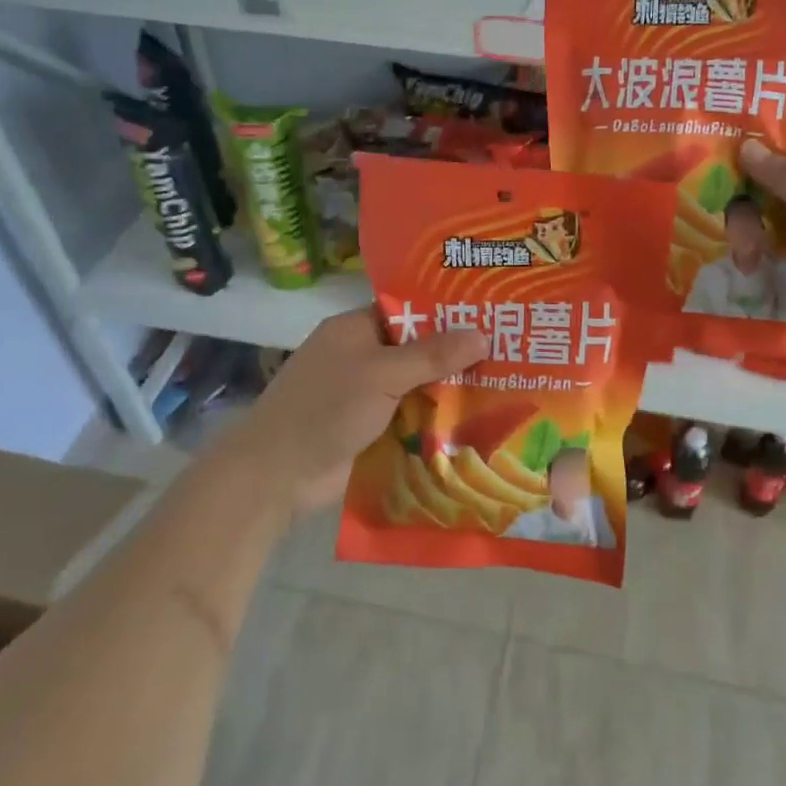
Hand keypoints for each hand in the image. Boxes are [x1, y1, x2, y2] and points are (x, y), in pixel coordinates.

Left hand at [226, 309, 487, 515]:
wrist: (276, 476)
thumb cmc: (325, 409)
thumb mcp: (381, 374)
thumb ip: (431, 355)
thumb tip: (482, 333)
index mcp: (356, 328)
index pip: (409, 309)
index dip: (447, 311)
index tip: (490, 313)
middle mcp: (361, 356)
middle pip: (416, 348)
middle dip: (456, 353)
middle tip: (509, 351)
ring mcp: (364, 394)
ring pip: (416, 384)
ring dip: (449, 389)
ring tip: (505, 384)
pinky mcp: (370, 428)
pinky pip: (410, 416)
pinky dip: (435, 419)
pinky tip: (476, 421)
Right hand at [741, 137, 785, 356]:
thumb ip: (781, 174)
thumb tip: (746, 143)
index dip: (765, 150)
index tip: (728, 155)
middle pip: (772, 188)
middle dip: (747, 202)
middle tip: (730, 217)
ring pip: (766, 222)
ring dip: (749, 234)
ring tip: (747, 257)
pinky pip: (769, 255)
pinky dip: (755, 258)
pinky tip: (748, 267)